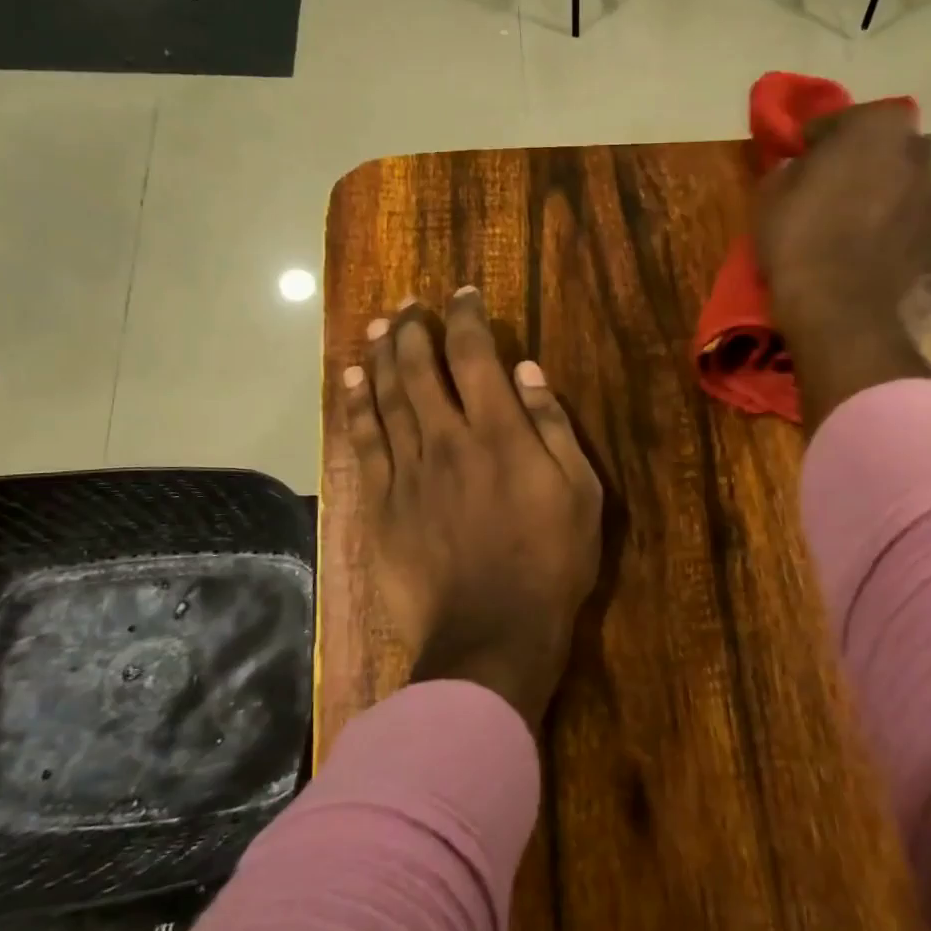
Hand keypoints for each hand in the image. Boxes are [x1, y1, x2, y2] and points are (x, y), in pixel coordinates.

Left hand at [342, 288, 603, 728]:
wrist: (490, 636)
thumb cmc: (550, 565)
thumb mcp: (580, 494)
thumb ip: (553, 427)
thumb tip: (527, 371)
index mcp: (500, 433)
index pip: (475, 355)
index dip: (466, 318)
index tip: (462, 295)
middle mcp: (448, 439)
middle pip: (419, 369)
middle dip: (413, 329)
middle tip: (410, 306)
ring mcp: (408, 472)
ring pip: (386, 398)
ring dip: (380, 357)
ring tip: (378, 327)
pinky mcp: (380, 504)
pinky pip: (363, 443)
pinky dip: (354, 406)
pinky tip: (350, 381)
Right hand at [755, 100, 930, 429]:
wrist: (838, 305)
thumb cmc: (799, 235)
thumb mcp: (771, 191)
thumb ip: (790, 166)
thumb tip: (799, 168)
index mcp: (879, 126)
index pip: (842, 120)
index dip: (817, 139)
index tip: (799, 159)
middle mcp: (916, 152)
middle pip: (879, 147)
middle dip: (856, 160)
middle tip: (825, 185)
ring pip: (895, 183)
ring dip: (873, 193)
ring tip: (842, 220)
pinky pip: (902, 219)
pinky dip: (885, 225)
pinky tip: (859, 246)